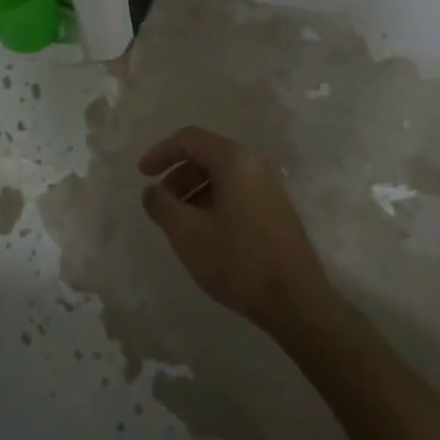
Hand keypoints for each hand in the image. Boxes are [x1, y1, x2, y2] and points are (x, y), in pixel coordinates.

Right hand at [138, 126, 339, 337]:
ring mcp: (269, 187)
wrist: (297, 300)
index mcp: (234, 160)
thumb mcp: (188, 233)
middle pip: (206, 155)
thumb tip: (152, 191)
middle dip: (177, 176)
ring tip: (180, 224)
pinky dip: (213, 202)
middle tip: (161, 205)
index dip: (161, 153)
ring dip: (194, 192)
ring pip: (221, 176)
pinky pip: (236, 192)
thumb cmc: (238, 260)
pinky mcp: (275, 209)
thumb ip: (162, 205)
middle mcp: (254, 164)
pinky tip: (206, 234)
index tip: (142, 175)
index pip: (190, 139)